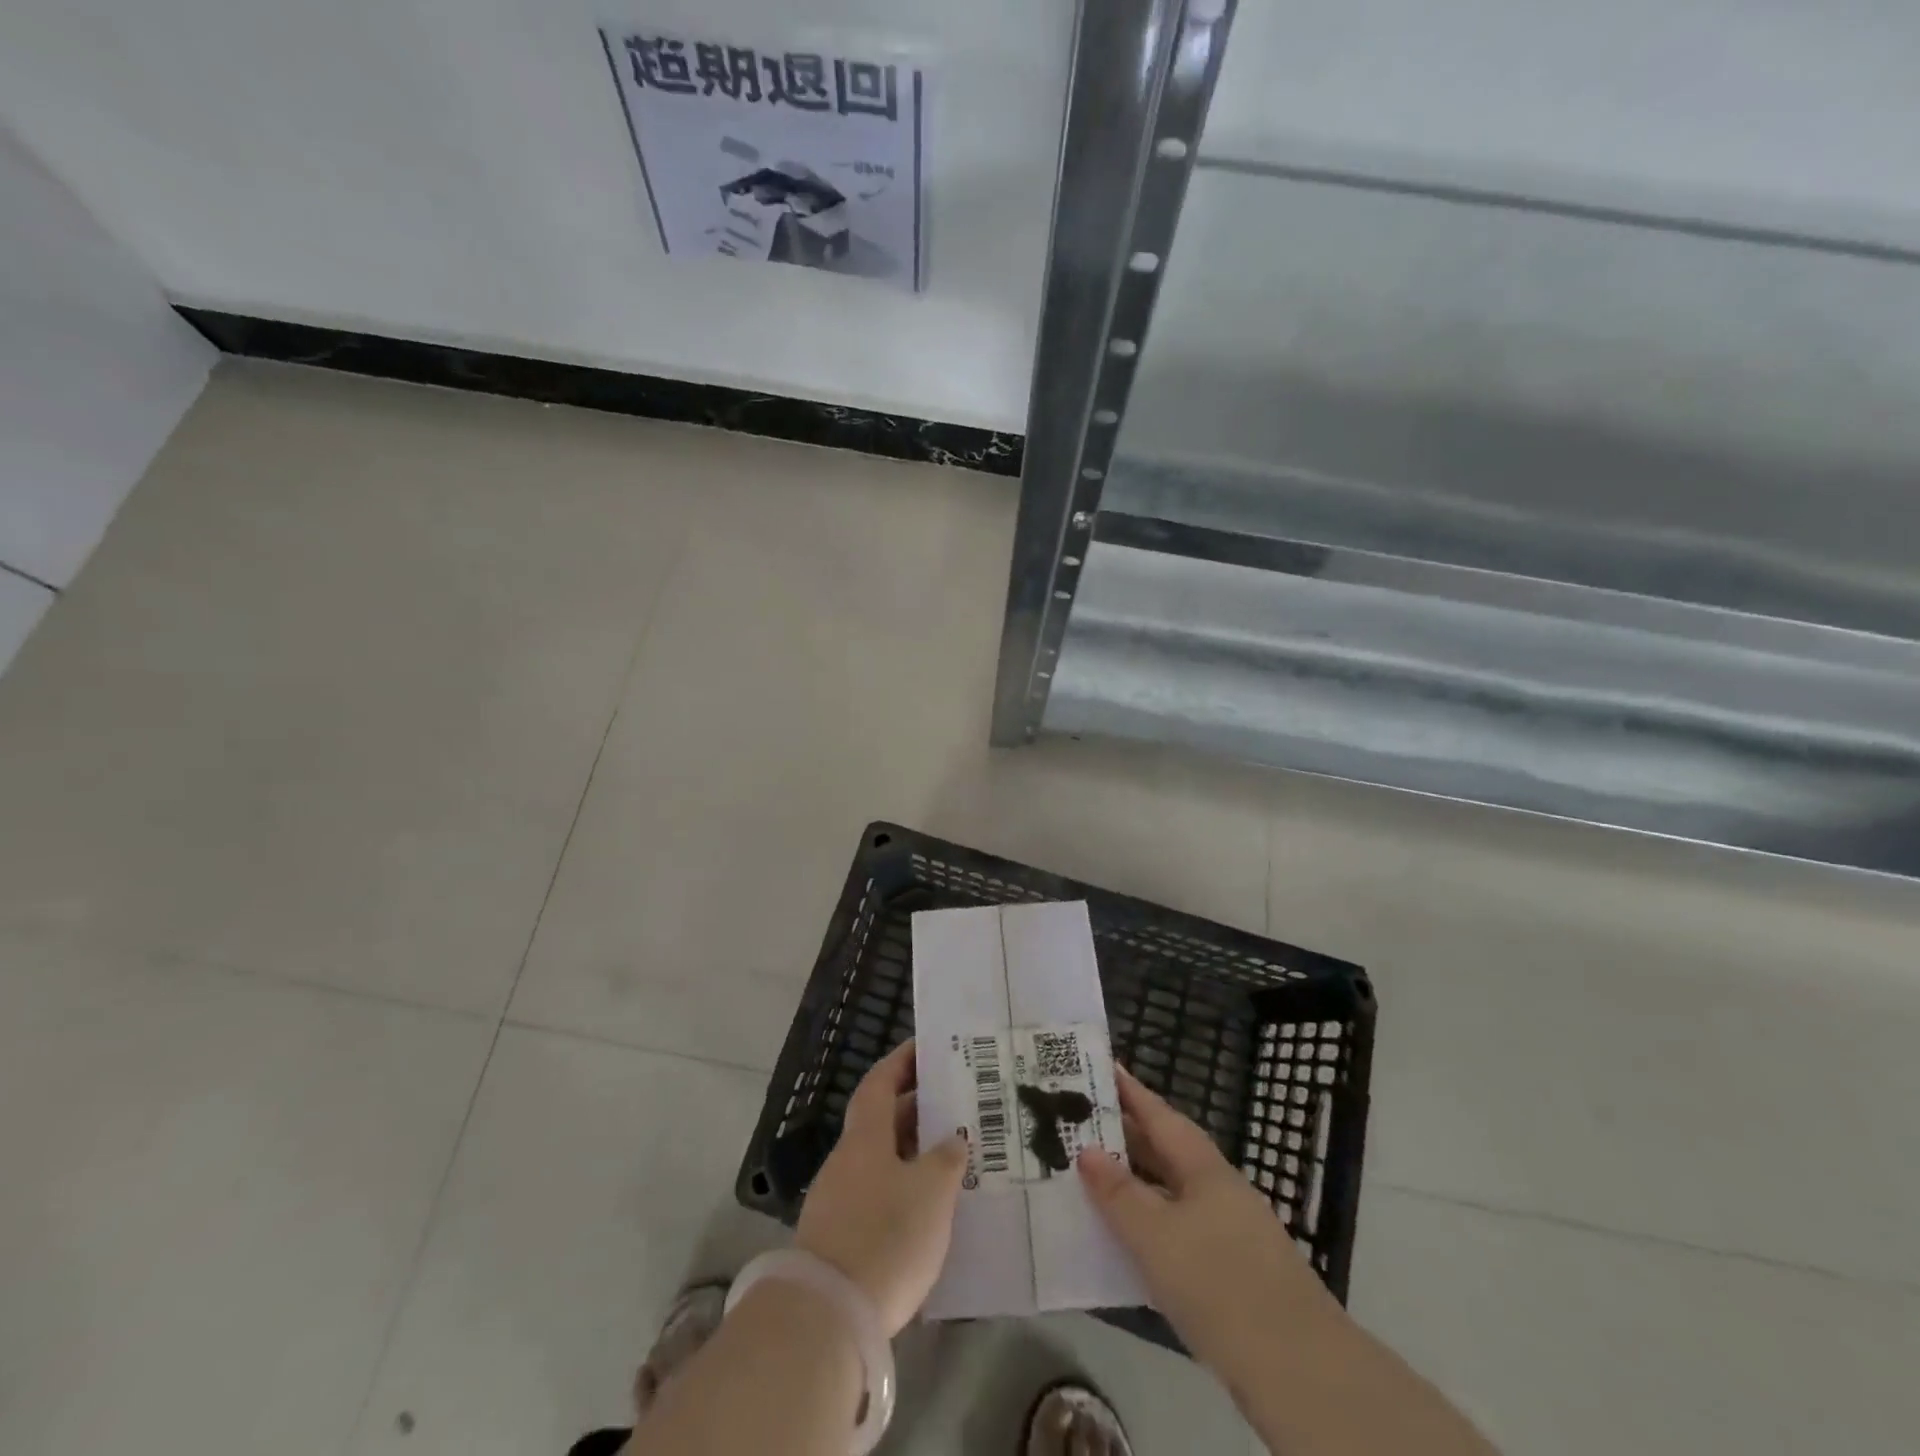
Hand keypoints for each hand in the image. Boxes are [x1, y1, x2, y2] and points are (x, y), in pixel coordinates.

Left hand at [796, 1040, 967, 1336]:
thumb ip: (946, 1159)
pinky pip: (878, 1195)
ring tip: (952, 1155)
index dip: (901, 1061)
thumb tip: (951, 1140)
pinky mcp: (841, 1238)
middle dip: (916, 1109)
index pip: (880, 1082)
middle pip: (882, 1121)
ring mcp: (840, 1199)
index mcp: (865, 1136)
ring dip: (912, 1152)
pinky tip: (929, 1207)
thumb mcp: (931, 1191)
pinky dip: (904, 1189)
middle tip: (955, 1104)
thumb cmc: (886, 1236)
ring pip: (882, 1160)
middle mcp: (848, 1159)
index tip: (926, 1047)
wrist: (829, 1316)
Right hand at [1077, 1064, 1334, 1373]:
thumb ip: (1119, 1193)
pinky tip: (1125, 1237)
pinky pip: (1178, 1229)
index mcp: (1204, 1168)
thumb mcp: (1156, 1236)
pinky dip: (1149, 1223)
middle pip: (1165, 1151)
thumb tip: (1087, 1149)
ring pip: (1171, 1192)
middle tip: (1080, 1119)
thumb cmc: (1219, 1283)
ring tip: (1092, 1173)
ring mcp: (1228, 1231)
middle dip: (1126, 1135)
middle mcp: (1218, 1189)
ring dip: (1135, 1181)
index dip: (1130, 1091)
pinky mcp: (1230, 1272)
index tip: (1103, 1066)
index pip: (1160, 1116)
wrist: (1297, 1370)